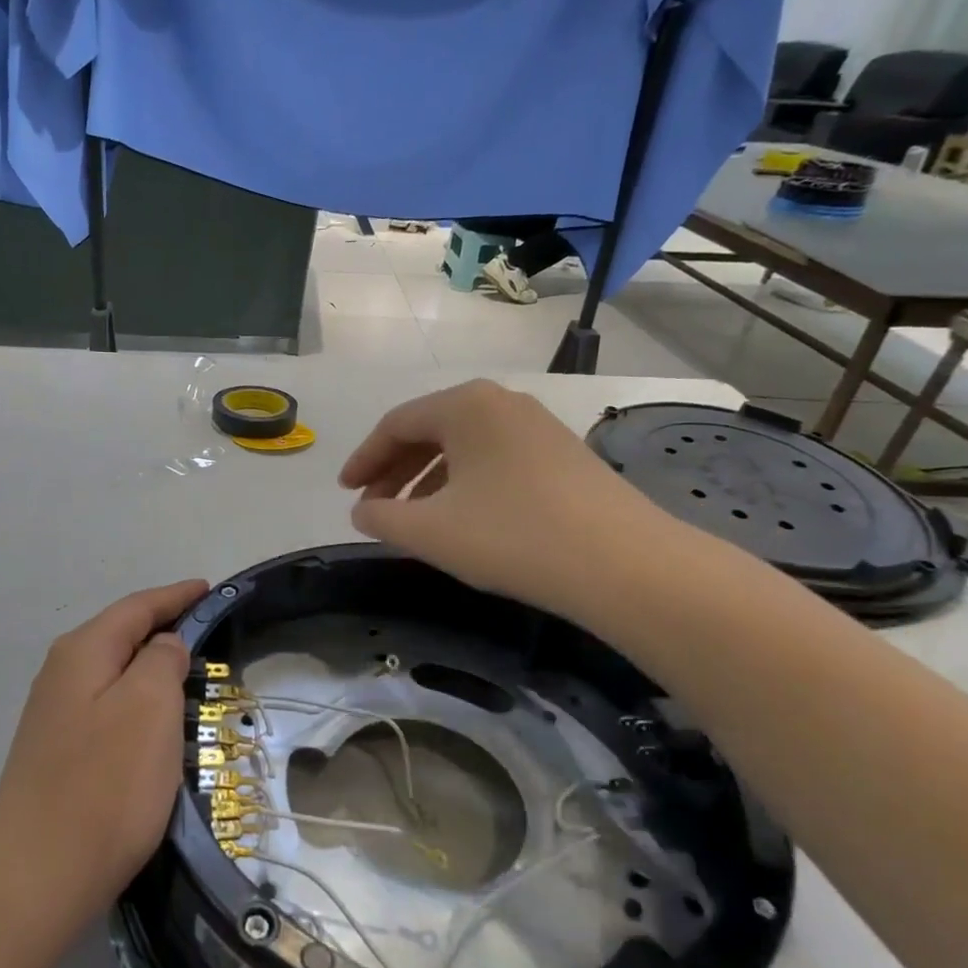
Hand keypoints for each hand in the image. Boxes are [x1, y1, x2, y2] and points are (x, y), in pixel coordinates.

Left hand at [0, 580, 208, 926]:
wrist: (37, 878)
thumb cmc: (105, 783)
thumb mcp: (149, 706)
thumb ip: (161, 659)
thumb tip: (163, 646)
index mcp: (82, 651)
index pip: (137, 607)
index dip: (176, 596)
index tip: (209, 588)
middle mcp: (61, 674)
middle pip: (121, 634)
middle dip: (163, 627)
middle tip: (208, 631)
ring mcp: (54, 716)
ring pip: (113, 673)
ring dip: (150, 667)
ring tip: (189, 672)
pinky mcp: (57, 753)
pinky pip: (107, 707)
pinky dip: (137, 701)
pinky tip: (154, 721)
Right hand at [338, 380, 668, 619]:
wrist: (623, 564)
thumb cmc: (511, 536)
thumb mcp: (429, 530)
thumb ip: (381, 518)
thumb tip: (363, 513)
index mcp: (466, 405)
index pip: (396, 425)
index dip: (363, 460)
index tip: (344, 493)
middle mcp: (502, 402)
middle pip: (429, 431)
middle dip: (394, 472)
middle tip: (372, 510)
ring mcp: (538, 426)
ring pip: (463, 448)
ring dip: (427, 481)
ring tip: (411, 520)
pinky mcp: (562, 455)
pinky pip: (494, 460)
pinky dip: (464, 485)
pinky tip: (461, 519)